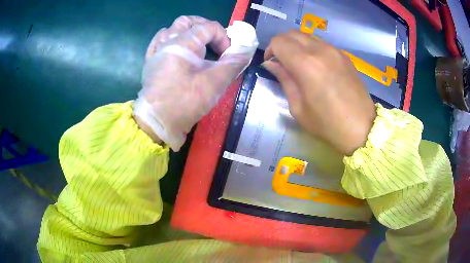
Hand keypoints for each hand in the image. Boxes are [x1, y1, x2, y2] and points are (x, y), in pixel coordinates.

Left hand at [133, 16, 257, 150]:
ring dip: (187, 32)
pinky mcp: (150, 62)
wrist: (158, 122)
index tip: (228, 57)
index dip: (224, 38)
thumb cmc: (186, 101)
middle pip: (187, 21)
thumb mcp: (215, 82)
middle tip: (214, 42)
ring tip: (197, 45)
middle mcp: (167, 41)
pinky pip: (159, 42)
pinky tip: (176, 49)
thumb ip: (234, 62)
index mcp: (183, 42)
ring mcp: (156, 51)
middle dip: (205, 27)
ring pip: (171, 29)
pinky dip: (171, 40)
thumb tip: (246, 49)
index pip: (209, 27)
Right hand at [263, 30, 375, 155]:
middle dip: (282, 45)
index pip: (279, 42)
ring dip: (297, 45)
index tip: (272, 64)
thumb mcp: (298, 107)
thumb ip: (284, 80)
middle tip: (282, 62)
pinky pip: (321, 43)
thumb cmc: (327, 123)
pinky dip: (311, 48)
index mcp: (306, 64)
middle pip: (291, 33)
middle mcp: (320, 50)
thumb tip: (272, 64)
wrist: (361, 127)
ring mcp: (334, 50)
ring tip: (299, 63)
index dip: (270, 50)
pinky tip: (316, 65)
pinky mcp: (344, 55)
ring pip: (307, 36)